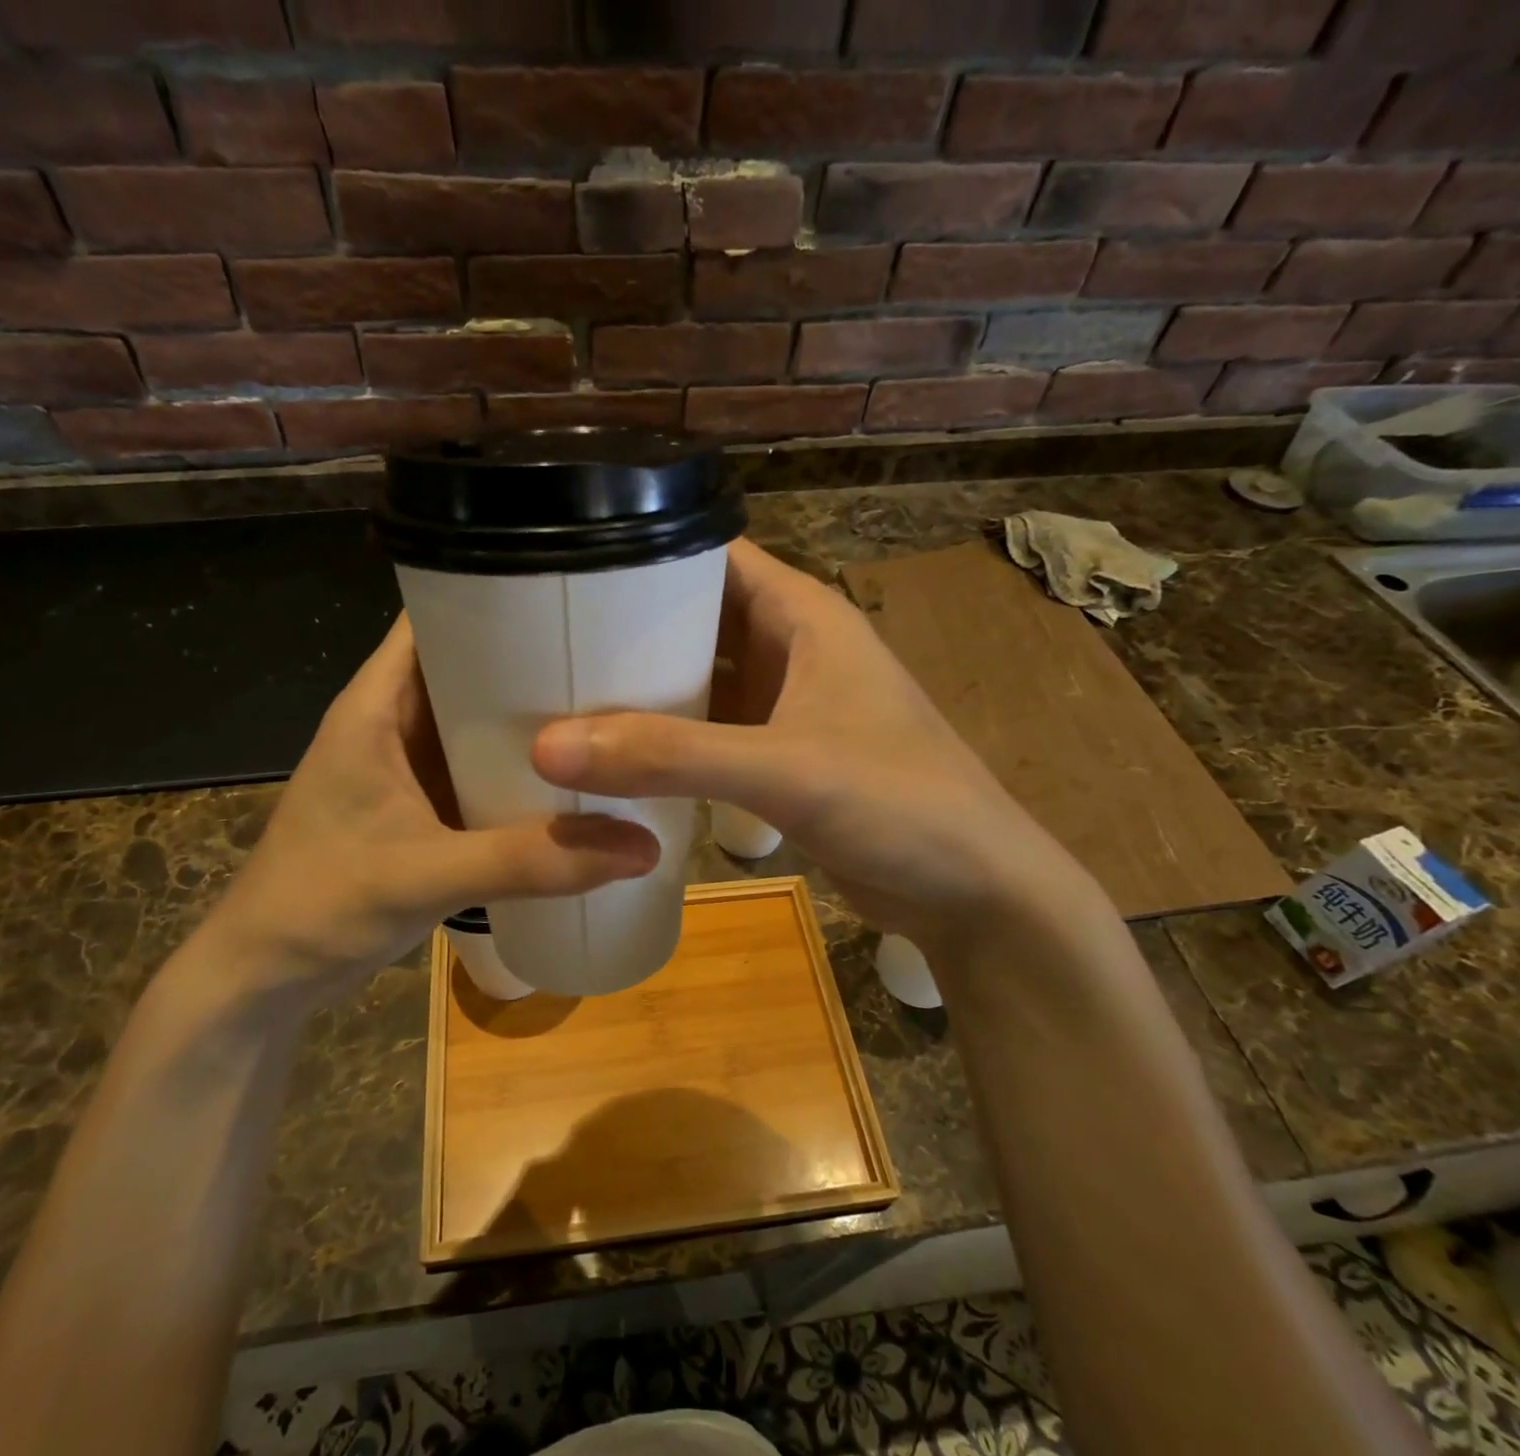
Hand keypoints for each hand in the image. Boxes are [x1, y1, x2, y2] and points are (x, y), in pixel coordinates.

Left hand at [203, 616, 658, 994]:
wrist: (265, 978)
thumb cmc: (319, 904)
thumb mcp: (427, 876)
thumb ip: (531, 861)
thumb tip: (642, 848)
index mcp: (377, 705)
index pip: (438, 615)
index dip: (498, 592)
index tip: (571, 591)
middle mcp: (395, 721)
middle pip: (471, 663)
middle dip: (535, 657)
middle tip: (617, 656)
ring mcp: (410, 765)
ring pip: (481, 718)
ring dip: (533, 716)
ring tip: (611, 705)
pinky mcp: (423, 804)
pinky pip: (482, 765)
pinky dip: (522, 765)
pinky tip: (575, 774)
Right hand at [531, 540, 1095, 949]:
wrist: (972, 891)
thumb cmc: (898, 802)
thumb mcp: (783, 769)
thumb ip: (669, 756)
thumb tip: (548, 746)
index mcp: (802, 614)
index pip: (710, 555)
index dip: (641, 553)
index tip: (565, 573)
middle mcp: (791, 648)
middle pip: (694, 618)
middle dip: (628, 628)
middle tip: (547, 644)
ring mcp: (786, 705)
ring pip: (699, 677)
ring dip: (643, 688)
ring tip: (562, 693)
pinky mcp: (779, 757)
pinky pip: (709, 730)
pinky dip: (667, 737)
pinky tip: (614, 754)